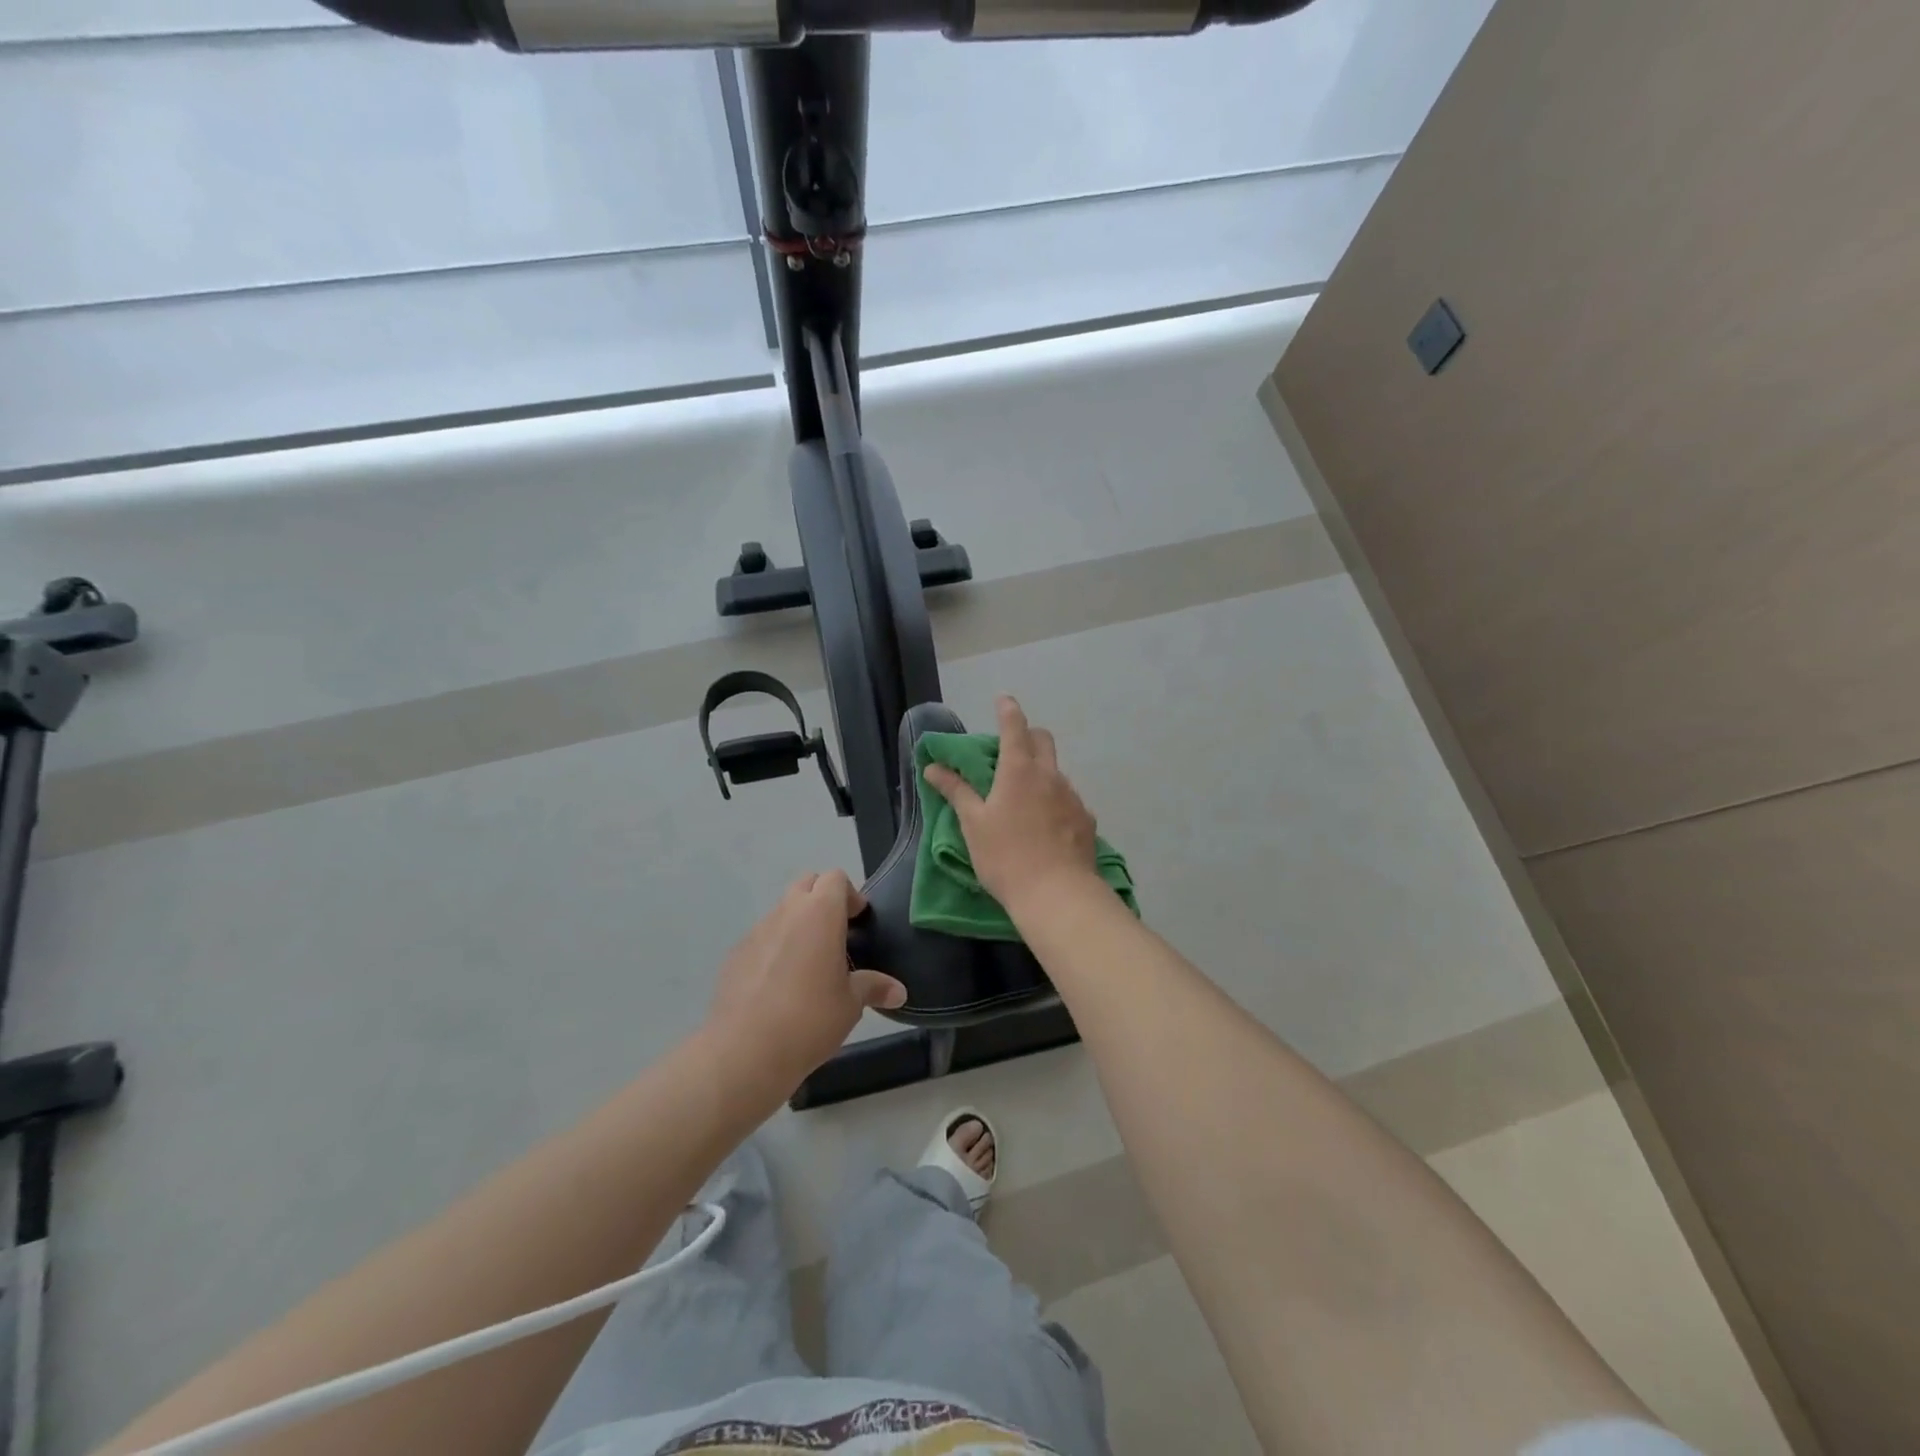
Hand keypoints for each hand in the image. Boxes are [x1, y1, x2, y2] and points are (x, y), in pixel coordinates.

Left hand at [705, 870, 906, 1095]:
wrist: (744, 1051)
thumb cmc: (810, 1018)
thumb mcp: (851, 1004)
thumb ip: (873, 987)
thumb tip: (898, 991)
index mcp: (819, 914)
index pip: (835, 878)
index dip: (850, 894)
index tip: (858, 921)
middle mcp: (786, 913)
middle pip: (806, 885)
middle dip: (822, 900)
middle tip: (836, 935)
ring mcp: (755, 932)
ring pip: (781, 912)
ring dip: (797, 925)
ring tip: (809, 965)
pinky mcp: (735, 955)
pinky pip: (761, 940)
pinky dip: (774, 949)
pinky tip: (779, 986)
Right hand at [922, 696, 1101, 920]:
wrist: (1057, 894)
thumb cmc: (1005, 856)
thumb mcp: (973, 824)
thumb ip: (956, 791)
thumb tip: (933, 766)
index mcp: (1018, 770)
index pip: (1014, 726)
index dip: (1007, 709)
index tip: (1003, 700)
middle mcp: (1050, 775)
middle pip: (1043, 740)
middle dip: (1028, 736)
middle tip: (1010, 752)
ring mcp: (1072, 796)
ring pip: (1056, 772)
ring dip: (1041, 774)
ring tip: (1025, 802)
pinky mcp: (1086, 820)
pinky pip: (1068, 800)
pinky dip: (1055, 802)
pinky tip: (1046, 827)